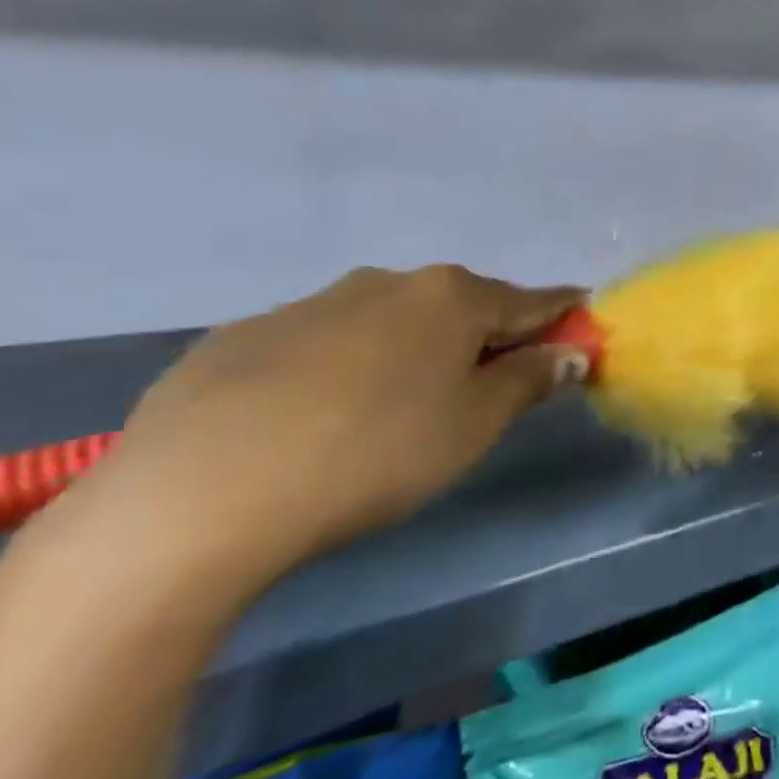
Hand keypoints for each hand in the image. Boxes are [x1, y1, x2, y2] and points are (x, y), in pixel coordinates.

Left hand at [53, 266, 587, 598]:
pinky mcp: (244, 334)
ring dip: (414, 349)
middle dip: (485, 337)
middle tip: (484, 390)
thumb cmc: (376, 454)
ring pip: (391, 320)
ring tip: (396, 409)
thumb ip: (531, 379)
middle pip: (462, 306)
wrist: (197, 496)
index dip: (564, 318)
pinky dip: (346, 364)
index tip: (581, 334)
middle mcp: (389, 282)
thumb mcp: (476, 425)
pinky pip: (324, 341)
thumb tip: (570, 352)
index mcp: (453, 298)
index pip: (534, 301)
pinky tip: (320, 416)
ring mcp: (311, 303)